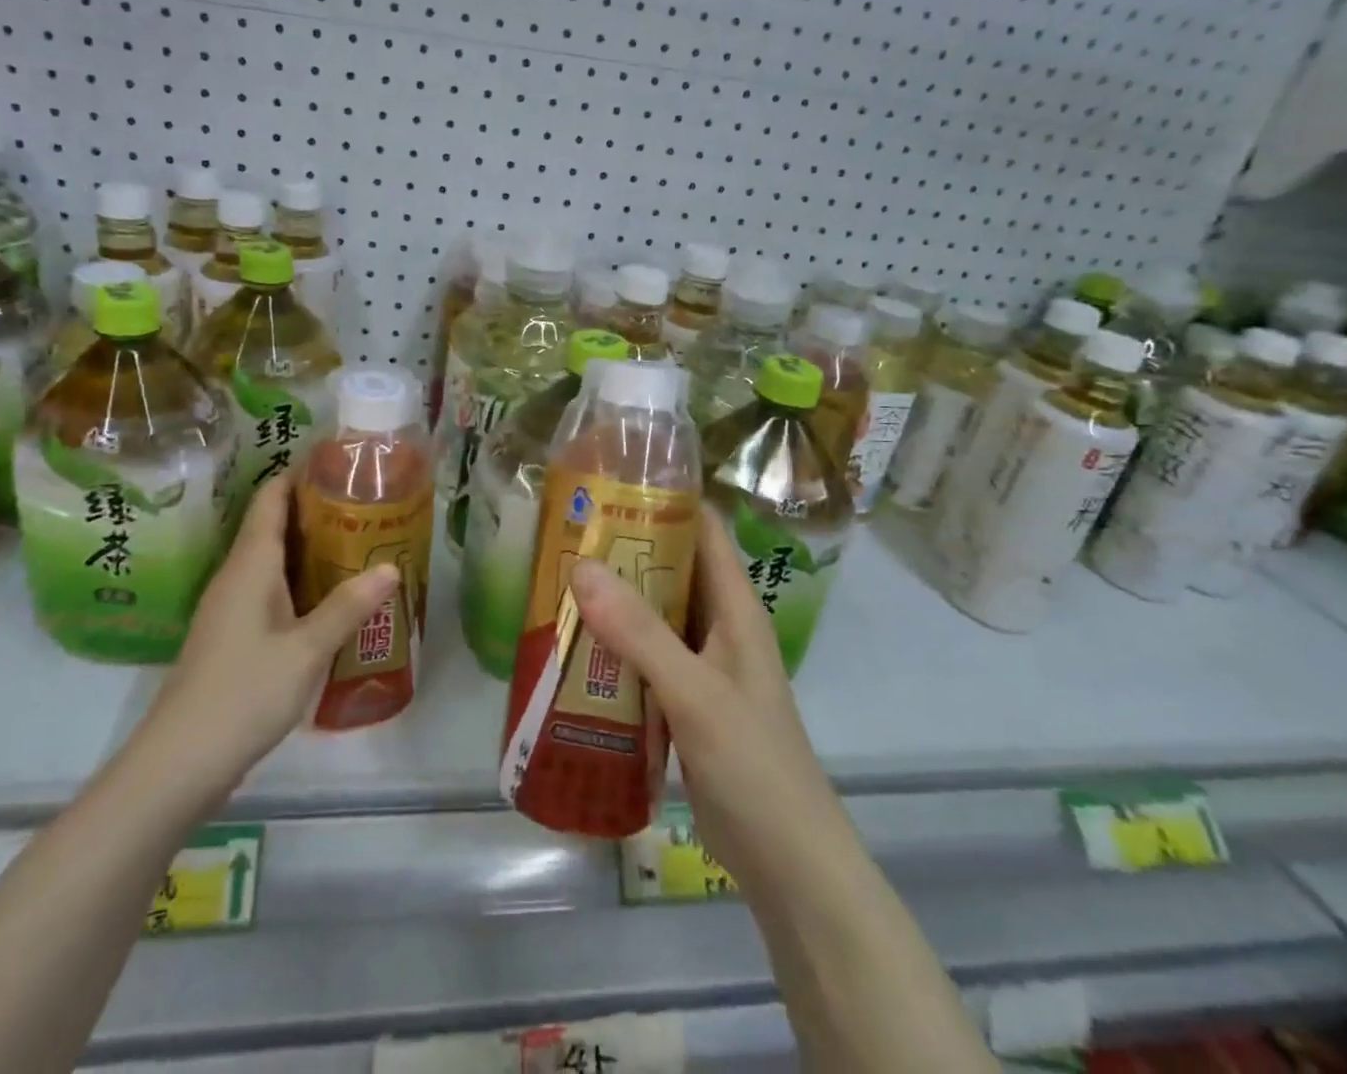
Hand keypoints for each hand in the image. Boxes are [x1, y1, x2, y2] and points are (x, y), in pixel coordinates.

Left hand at [143, 473, 398, 783]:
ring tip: (357, 543)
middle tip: (365, 504)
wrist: (180, 761)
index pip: (271, 499)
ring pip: (272, 560)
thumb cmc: (245, 692)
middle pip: (273, 525)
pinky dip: (300, 581)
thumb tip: (391, 567)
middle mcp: (237, 576)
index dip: (299, 473)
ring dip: (309, 548)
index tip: (338, 462)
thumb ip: (349, 606)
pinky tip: (329, 597)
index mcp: (250, 565)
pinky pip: (269, 590)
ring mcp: (230, 607)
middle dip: (315, 510)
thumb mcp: (307, 649)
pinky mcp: (232, 635)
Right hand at [570, 508, 839, 892]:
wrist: (788, 863)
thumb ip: (639, 632)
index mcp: (735, 608)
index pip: (703, 530)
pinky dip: (614, 643)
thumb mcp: (694, 693)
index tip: (609, 482)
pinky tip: (574, 643)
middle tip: (565, 532)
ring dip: (615, 597)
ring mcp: (702, 664)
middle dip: (624, 547)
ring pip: (654, 612)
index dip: (664, 499)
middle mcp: (719, 626)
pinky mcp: (685, 699)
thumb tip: (580, 565)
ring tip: (558, 577)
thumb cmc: (753, 764)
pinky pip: (645, 655)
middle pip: (671, 568)